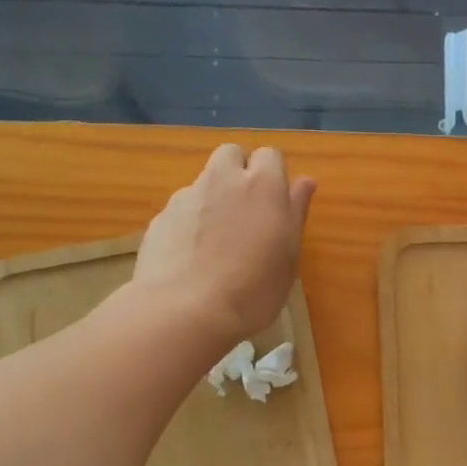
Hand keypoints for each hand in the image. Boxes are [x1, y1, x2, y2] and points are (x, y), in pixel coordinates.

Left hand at [133, 144, 315, 344]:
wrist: (185, 311)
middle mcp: (223, 179)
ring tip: (218, 241)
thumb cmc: (253, 289)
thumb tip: (305, 181)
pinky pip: (182, 209)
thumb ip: (296, 212)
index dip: (273, 176)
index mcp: (263, 185)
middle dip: (239, 172)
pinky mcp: (161, 217)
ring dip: (214, 198)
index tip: (276, 206)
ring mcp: (187, 196)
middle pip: (231, 154)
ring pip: (204, 181)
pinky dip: (190, 223)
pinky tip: (192, 257)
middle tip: (247, 212)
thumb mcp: (289, 256)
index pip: (270, 155)